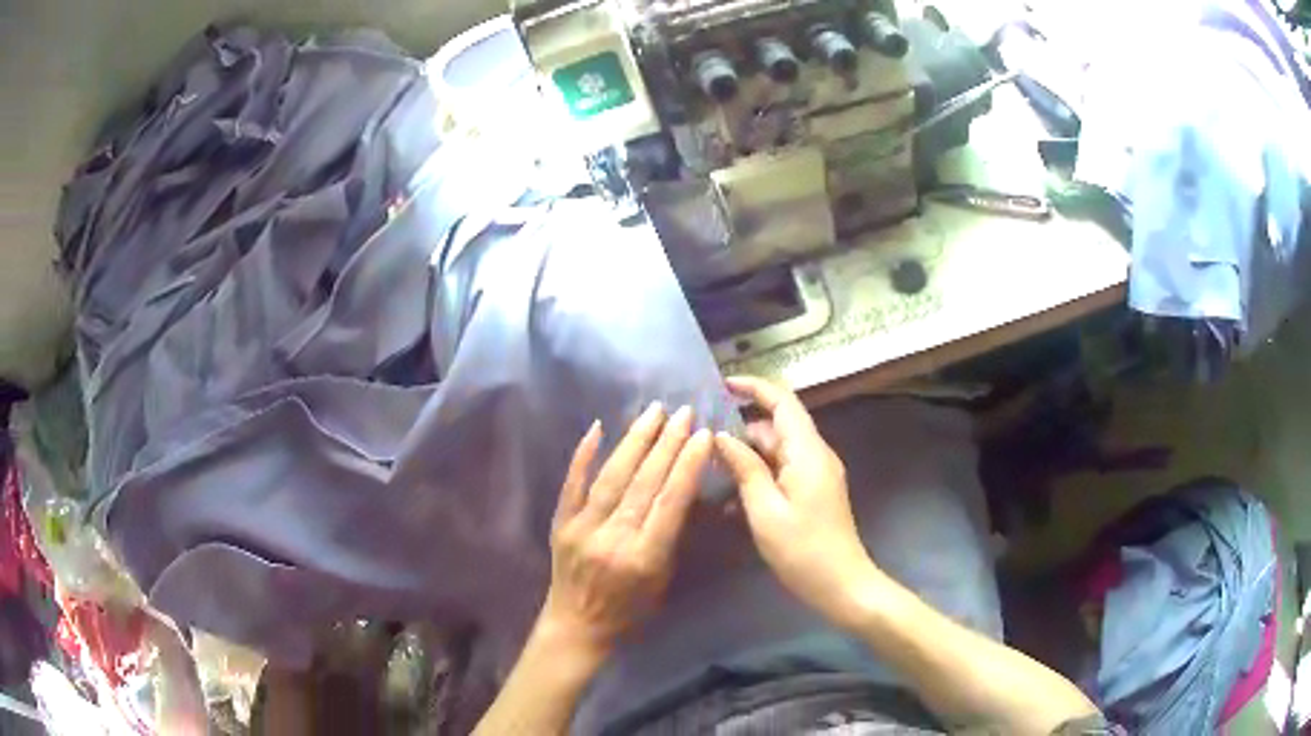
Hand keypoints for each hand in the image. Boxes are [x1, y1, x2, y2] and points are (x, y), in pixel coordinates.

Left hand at [538, 402, 712, 658]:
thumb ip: (671, 535)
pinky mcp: (560, 524)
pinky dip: (584, 455)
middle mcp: (613, 538)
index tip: (703, 434)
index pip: (671, 501)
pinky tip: (597, 427)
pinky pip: (572, 484)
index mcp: (644, 557)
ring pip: (612, 477)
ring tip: (654, 411)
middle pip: (644, 482)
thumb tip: (682, 488)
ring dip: (635, 440)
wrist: (576, 626)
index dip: (688, 465)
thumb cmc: (630, 610)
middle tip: (683, 412)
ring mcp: (582, 529)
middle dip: (667, 443)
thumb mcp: (663, 580)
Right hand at [714, 376, 882, 628]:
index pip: (782, 402)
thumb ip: (744, 468)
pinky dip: (761, 474)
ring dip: (748, 456)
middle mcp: (816, 454)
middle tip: (703, 443)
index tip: (721, 385)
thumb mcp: (765, 510)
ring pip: (778, 450)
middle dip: (741, 430)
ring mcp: (818, 473)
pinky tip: (736, 497)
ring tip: (713, 471)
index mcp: (807, 451)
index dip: (753, 387)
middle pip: (777, 427)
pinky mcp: (816, 490)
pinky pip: (784, 469)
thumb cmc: (802, 550)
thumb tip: (720, 436)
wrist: (842, 585)